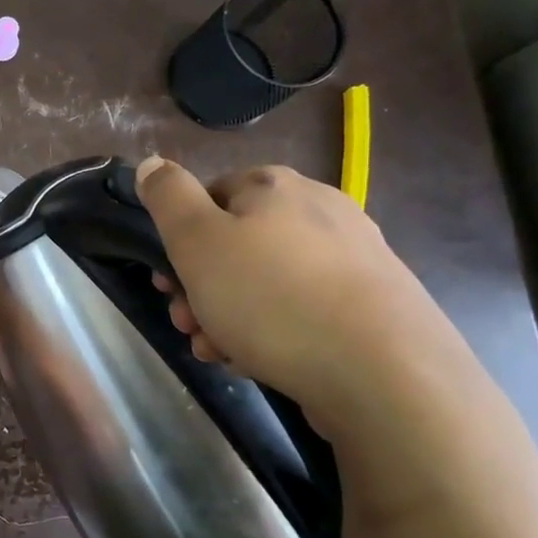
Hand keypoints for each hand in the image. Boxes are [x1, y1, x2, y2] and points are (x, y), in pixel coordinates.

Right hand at [135, 156, 471, 427]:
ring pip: (267, 281)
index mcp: (275, 186)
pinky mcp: (376, 305)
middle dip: (201, 287)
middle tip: (187, 325)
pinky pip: (305, 309)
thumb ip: (168, 197)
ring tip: (220, 354)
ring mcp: (355, 258)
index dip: (180, 241)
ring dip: (230, 315)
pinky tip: (261, 362)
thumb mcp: (196, 241)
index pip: (208, 197)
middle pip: (237, 244)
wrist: (385, 375)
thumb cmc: (271, 298)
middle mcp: (320, 209)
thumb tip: (152, 163)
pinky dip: (274, 331)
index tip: (168, 284)